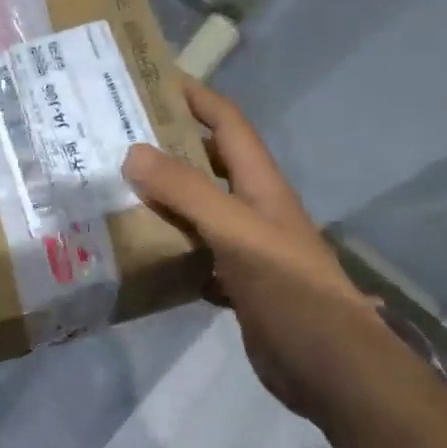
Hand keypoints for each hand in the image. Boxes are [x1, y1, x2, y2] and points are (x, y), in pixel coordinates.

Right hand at [121, 78, 369, 415]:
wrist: (332, 369)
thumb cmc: (290, 291)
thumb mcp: (238, 233)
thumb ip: (188, 192)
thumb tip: (132, 152)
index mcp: (260, 185)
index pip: (227, 123)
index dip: (195, 96)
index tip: (151, 79)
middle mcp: (253, 209)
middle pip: (208, 164)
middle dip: (168, 147)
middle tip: (115, 139)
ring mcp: (245, 249)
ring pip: (197, 212)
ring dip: (162, 201)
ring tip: (114, 193)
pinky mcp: (237, 284)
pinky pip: (194, 256)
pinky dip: (169, 251)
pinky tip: (139, 256)